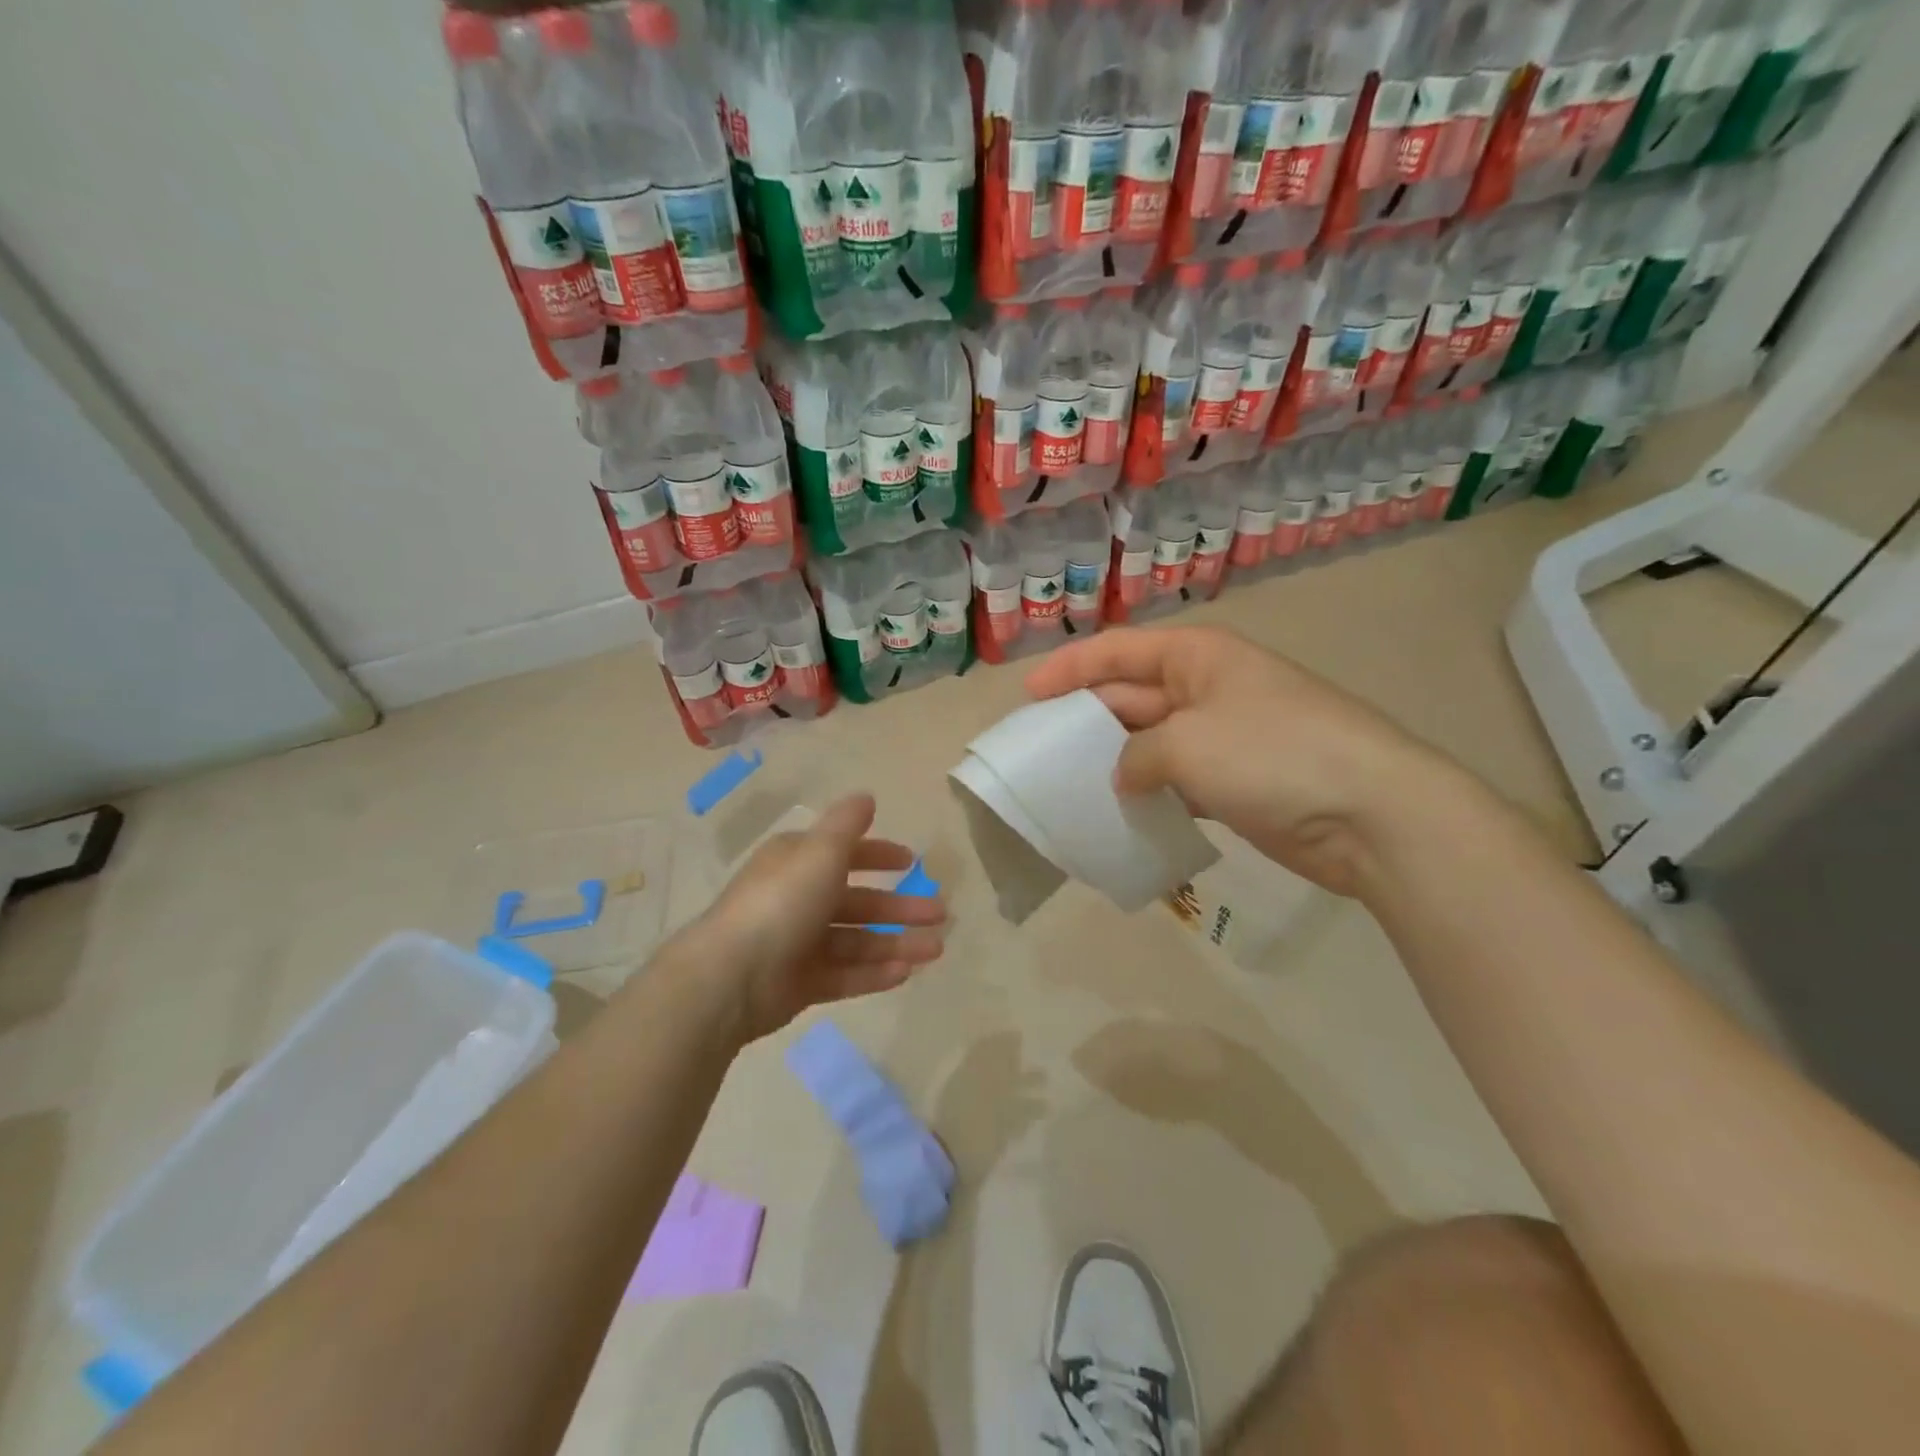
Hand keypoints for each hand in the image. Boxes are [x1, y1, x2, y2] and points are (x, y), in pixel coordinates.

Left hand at [680, 794, 946, 1044]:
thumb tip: (867, 796)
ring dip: (896, 943)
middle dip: (900, 906)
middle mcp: (798, 900)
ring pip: (857, 941)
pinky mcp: (800, 984)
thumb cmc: (781, 903)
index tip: (912, 862)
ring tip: (935, 949)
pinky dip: (874, 973)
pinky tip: (906, 973)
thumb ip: (847, 825)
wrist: (730, 977)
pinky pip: (845, 975)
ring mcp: (798, 945)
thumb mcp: (820, 852)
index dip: (878, 855)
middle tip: (940, 914)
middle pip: (858, 901)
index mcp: (798, 863)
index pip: (844, 854)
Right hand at [1026, 627, 1472, 897]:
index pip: (1119, 650)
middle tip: (1039, 747)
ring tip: (1068, 782)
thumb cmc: (1272, 755)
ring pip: (1151, 741)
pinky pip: (1176, 779)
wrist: (1372, 814)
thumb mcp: (1186, 744)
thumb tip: (1126, 774)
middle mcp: (1208, 688)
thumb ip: (1136, 754)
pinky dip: (1147, 792)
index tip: (1028, 695)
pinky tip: (1118, 812)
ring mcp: (1225, 735)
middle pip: (1131, 694)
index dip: (1070, 668)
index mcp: (1197, 657)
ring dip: (1114, 758)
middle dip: (1085, 716)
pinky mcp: (1237, 781)